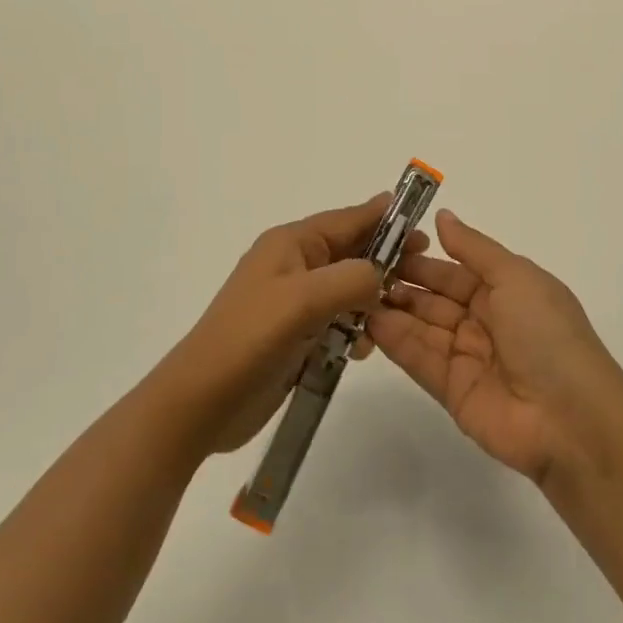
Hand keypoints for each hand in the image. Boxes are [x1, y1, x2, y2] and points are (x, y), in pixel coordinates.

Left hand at [147, 196, 424, 460]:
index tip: (421, 224)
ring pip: (347, 289)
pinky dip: (354, 330)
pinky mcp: (295, 336)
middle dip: (384, 261)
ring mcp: (293, 303)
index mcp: (290, 244)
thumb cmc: (250, 340)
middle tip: (422, 272)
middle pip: (350, 253)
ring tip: (394, 316)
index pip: (346, 219)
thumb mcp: (303, 300)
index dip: (384, 219)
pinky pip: (337, 321)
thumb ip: (351, 279)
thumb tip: (380, 274)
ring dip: (371, 300)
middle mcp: (293, 266)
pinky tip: (363, 349)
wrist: (200, 403)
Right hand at [366, 210, 622, 484]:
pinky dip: (395, 340)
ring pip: (422, 327)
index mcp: (505, 291)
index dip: (422, 258)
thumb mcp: (516, 277)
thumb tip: (442, 216)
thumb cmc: (546, 333)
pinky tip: (367, 320)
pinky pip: (419, 359)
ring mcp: (467, 357)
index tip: (384, 244)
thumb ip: (474, 248)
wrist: (569, 418)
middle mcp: (484, 321)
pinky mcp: (451, 391)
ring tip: (356, 291)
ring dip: (392, 309)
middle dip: (402, 282)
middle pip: (435, 297)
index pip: (454, 270)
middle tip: (360, 268)